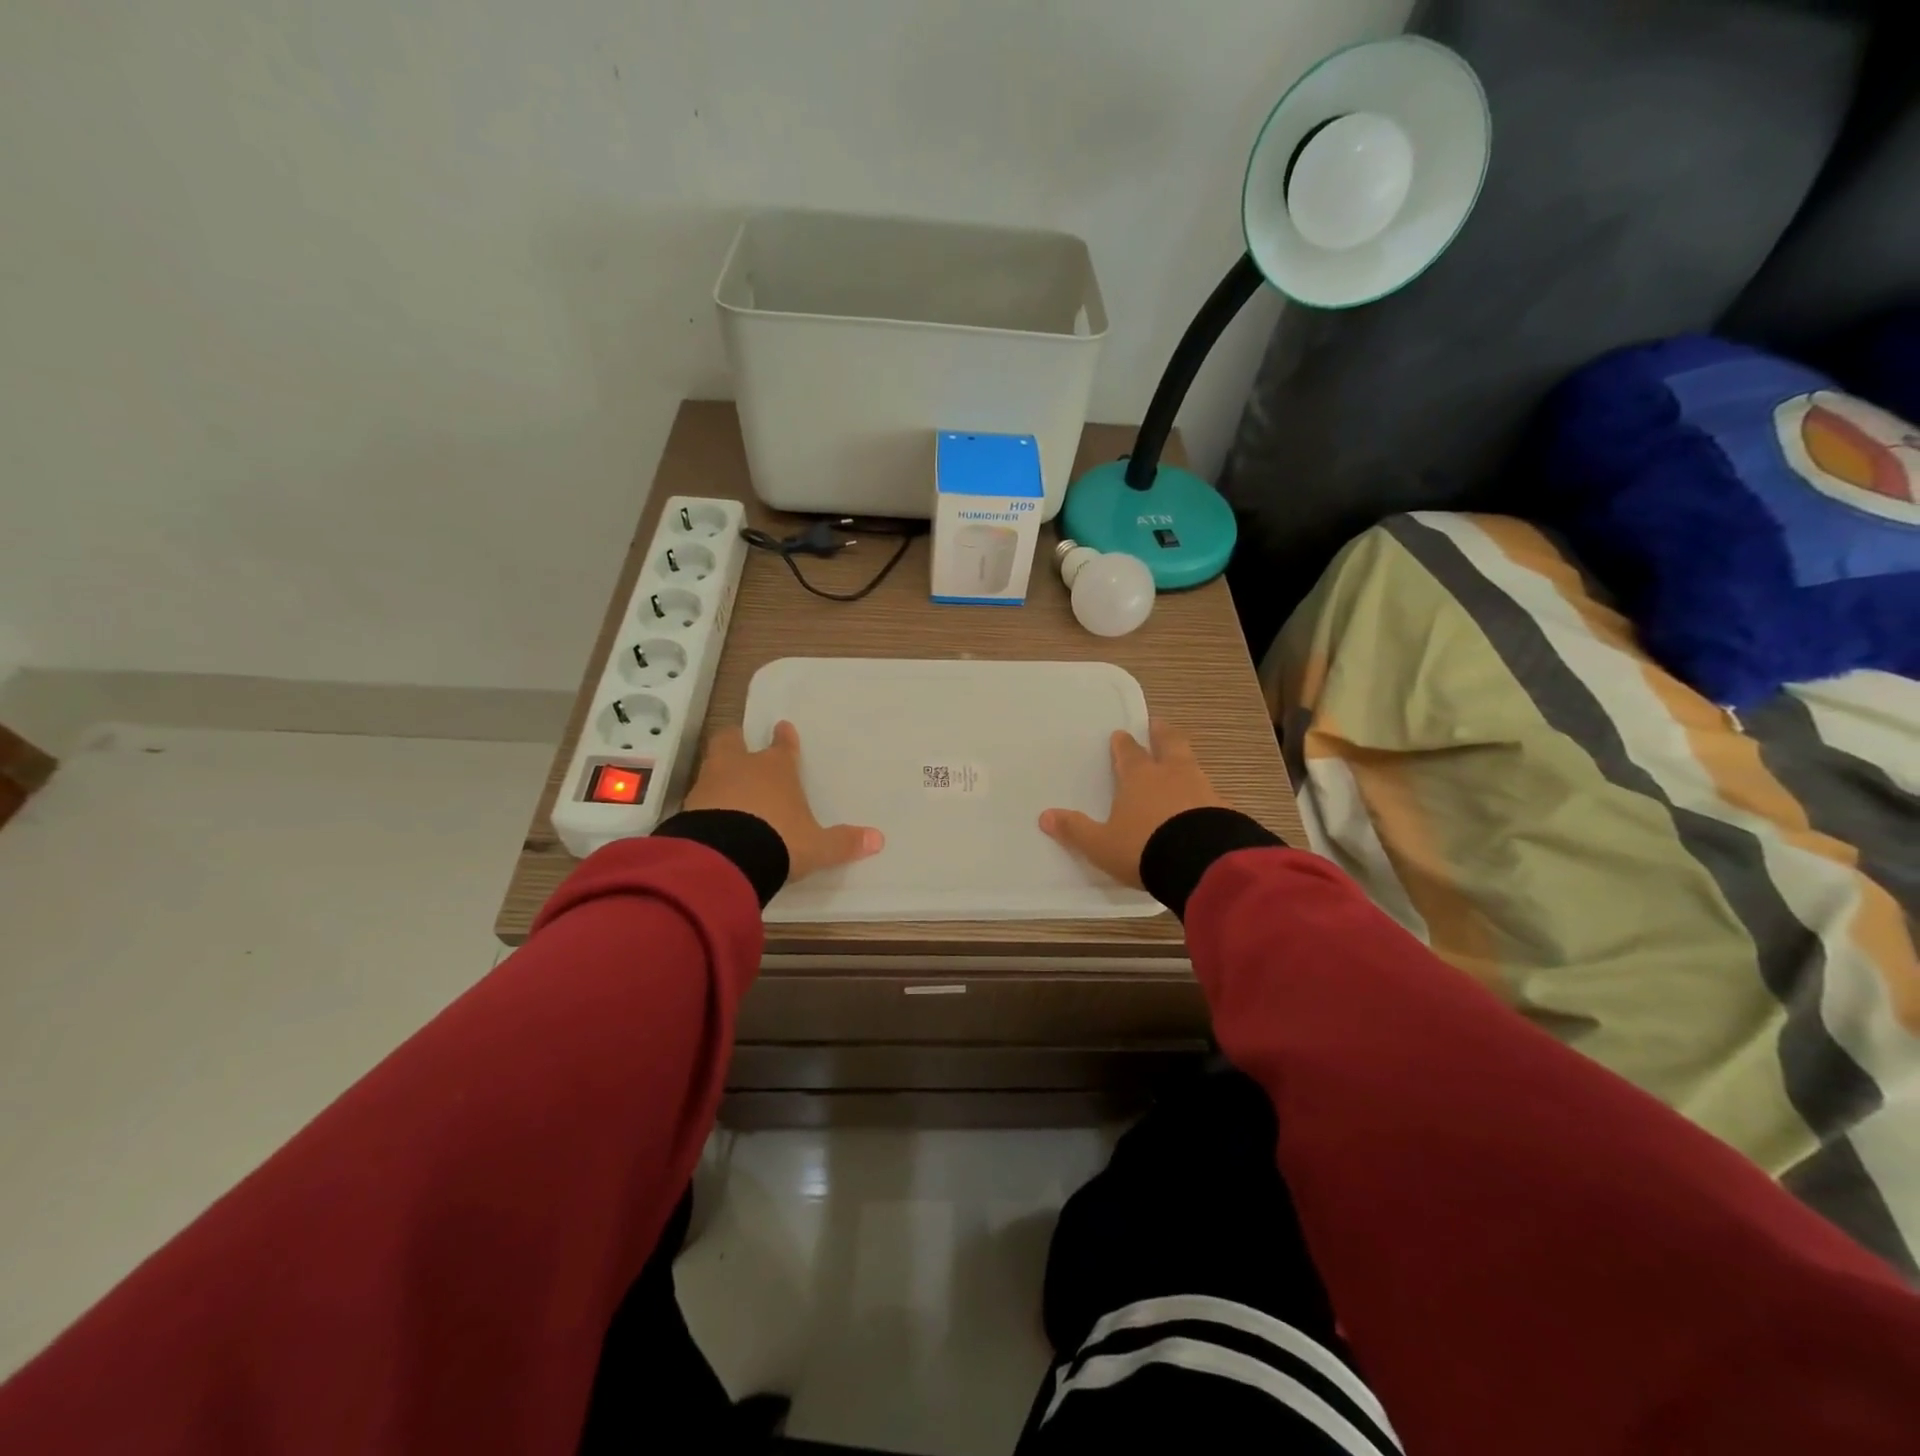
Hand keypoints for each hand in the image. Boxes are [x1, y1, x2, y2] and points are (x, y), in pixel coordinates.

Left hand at [684, 721, 883, 882]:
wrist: (725, 858)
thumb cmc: (779, 840)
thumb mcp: (817, 847)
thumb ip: (843, 842)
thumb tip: (878, 840)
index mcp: (776, 769)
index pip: (781, 747)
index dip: (783, 739)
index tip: (782, 727)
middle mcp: (741, 768)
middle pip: (731, 741)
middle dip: (735, 740)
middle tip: (738, 742)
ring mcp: (710, 784)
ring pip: (712, 765)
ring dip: (718, 771)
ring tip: (723, 782)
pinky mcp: (688, 807)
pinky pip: (698, 797)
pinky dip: (705, 802)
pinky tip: (710, 815)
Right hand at [1040, 721, 1224, 888]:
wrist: (1201, 863)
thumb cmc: (1143, 847)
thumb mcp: (1101, 844)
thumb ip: (1076, 830)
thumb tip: (1044, 816)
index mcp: (1139, 777)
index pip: (1129, 752)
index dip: (1123, 744)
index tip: (1121, 735)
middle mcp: (1172, 774)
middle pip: (1168, 744)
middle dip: (1161, 733)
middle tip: (1158, 724)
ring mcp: (1202, 789)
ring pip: (1192, 765)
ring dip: (1184, 761)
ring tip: (1181, 763)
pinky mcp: (1224, 809)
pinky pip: (1210, 794)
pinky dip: (1203, 794)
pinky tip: (1203, 805)